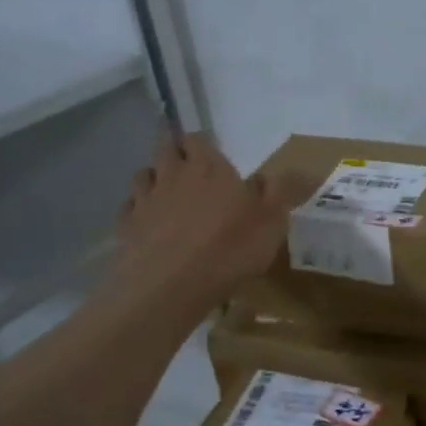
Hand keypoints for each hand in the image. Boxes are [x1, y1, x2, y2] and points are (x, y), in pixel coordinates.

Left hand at [116, 129, 309, 305]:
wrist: (171, 286)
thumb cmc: (230, 248)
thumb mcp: (273, 220)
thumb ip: (283, 191)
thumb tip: (299, 169)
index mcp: (208, 167)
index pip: (198, 139)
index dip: (203, 144)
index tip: (211, 154)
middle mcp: (172, 174)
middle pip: (165, 149)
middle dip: (175, 153)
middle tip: (189, 168)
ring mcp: (144, 200)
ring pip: (143, 176)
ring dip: (154, 178)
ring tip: (167, 194)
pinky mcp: (126, 227)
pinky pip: (130, 208)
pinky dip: (138, 210)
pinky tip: (149, 223)